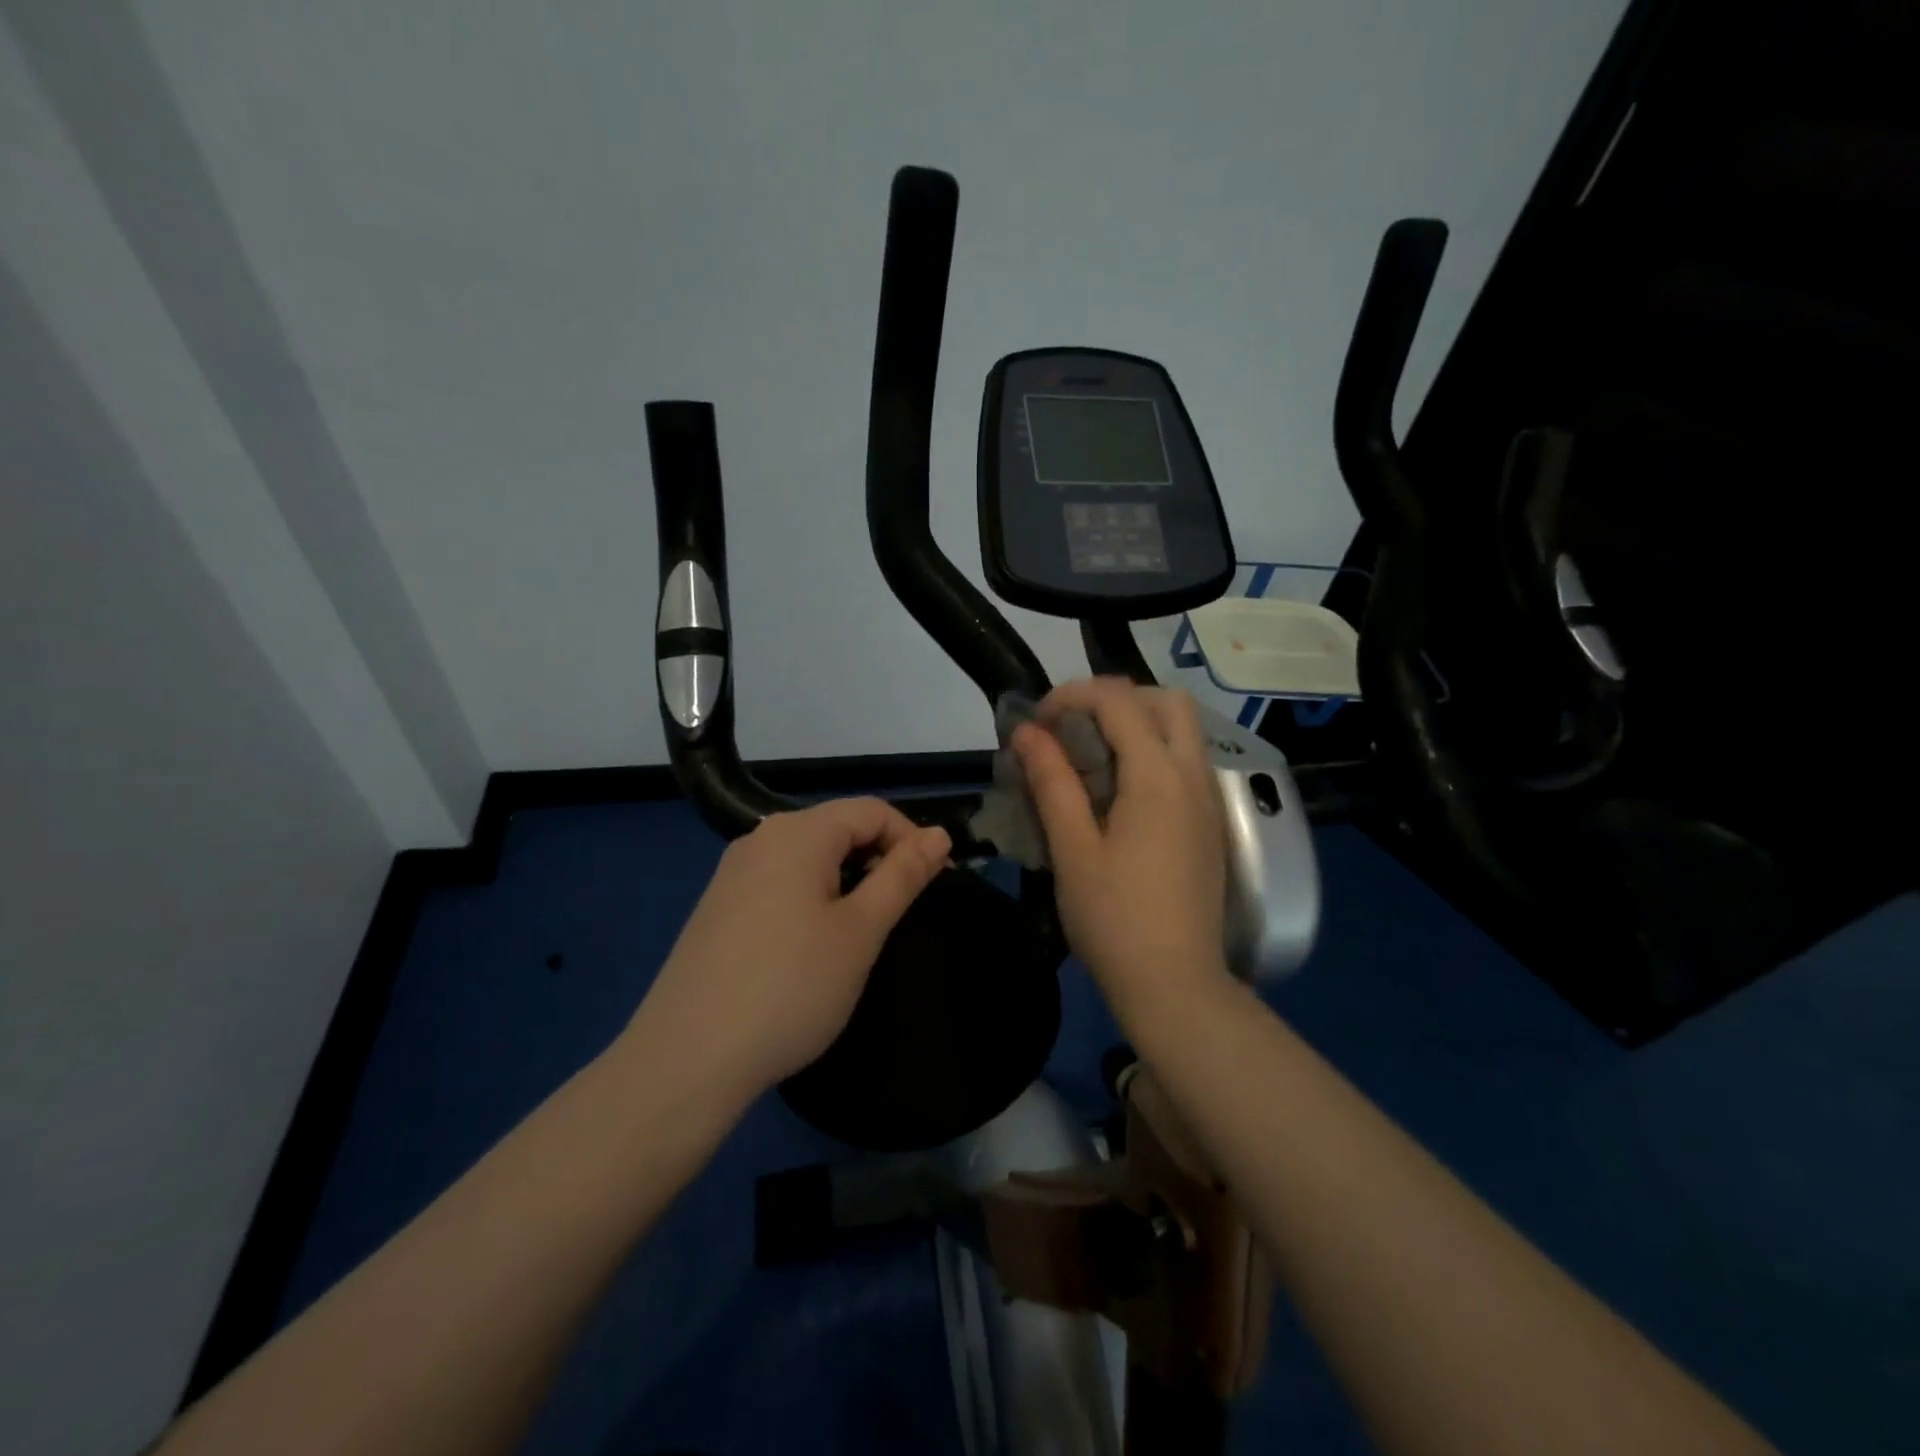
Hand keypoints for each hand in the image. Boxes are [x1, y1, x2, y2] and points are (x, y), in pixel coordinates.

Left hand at [627, 799, 950, 1103]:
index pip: (872, 810)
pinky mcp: (718, 907)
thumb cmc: (791, 988)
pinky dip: (812, 897)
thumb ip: (902, 875)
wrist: (687, 1059)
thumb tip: (939, 835)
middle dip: (880, 859)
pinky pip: (780, 882)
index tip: (938, 884)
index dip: (912, 839)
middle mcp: (761, 839)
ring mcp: (733, 873)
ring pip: (809, 857)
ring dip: (848, 880)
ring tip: (864, 930)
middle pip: (838, 828)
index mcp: (798, 833)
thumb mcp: (860, 931)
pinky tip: (813, 945)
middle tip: (904, 912)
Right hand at [1013, 677, 1233, 1028]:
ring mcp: (1208, 799)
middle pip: (1166, 700)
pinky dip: (1153, 752)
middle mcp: (1192, 775)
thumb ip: (1052, 782)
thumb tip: (1027, 733)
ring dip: (1137, 723)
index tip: (1036, 724)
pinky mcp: (1210, 823)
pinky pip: (1186, 761)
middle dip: (1115, 699)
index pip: (1118, 700)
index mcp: (1157, 776)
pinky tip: (1119, 791)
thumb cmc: (1114, 919)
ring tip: (1090, 758)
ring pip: (1182, 729)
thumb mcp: (1072, 849)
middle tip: (1072, 729)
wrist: (1176, 985)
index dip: (1071, 696)